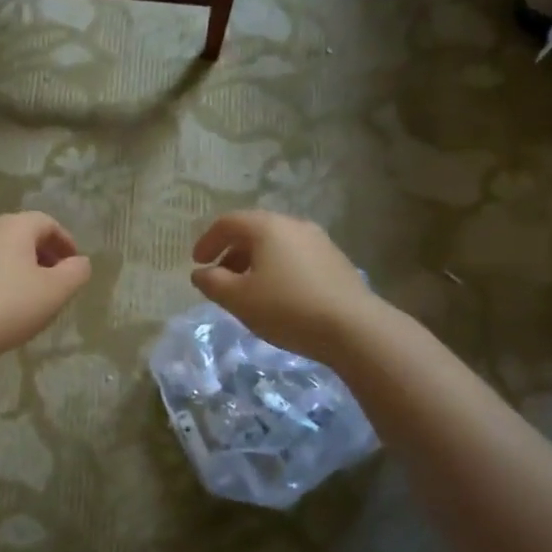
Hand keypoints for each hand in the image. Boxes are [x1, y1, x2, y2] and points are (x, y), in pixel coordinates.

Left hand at [0, 212, 91, 362]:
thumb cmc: (11, 305)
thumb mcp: (56, 291)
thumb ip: (76, 272)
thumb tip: (80, 262)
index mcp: (14, 226)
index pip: (46, 222)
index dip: (65, 242)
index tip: (75, 265)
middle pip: (22, 233)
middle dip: (44, 253)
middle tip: (57, 279)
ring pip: (2, 250)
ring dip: (22, 266)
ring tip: (33, 293)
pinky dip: (1, 276)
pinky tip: (5, 303)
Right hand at [190, 211, 380, 360]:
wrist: (354, 328)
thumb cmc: (287, 308)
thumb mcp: (238, 299)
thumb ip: (212, 282)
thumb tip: (200, 272)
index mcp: (267, 227)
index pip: (228, 223)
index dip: (207, 241)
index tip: (197, 263)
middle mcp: (294, 225)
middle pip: (254, 231)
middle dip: (231, 253)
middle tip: (220, 278)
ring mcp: (319, 241)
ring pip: (276, 245)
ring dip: (255, 262)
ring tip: (248, 290)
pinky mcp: (336, 261)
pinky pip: (295, 257)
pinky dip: (277, 269)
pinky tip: (278, 296)